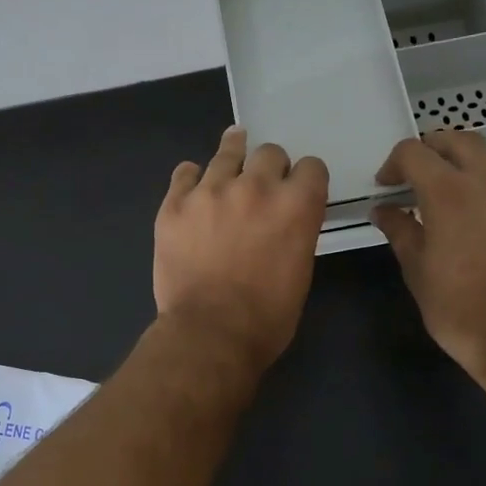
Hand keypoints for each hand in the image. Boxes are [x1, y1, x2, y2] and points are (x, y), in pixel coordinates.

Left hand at [155, 127, 328, 370]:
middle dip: (270, 167)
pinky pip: (185, 172)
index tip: (297, 188)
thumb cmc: (266, 317)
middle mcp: (256, 187)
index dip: (305, 179)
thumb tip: (284, 221)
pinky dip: (192, 179)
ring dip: (233, 156)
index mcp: (296, 205)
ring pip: (227, 152)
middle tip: (262, 187)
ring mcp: (210, 191)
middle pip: (270, 152)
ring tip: (231, 158)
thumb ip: (296, 232)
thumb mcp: (300, 271)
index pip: (311, 167)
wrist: (210, 334)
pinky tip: (194, 189)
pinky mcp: (174, 204)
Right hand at [369, 132, 485, 377]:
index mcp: (448, 191)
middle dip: (436, 149)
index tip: (389, 185)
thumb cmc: (460, 308)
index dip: (395, 163)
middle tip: (426, 173)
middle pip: (461, 140)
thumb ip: (399, 230)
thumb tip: (383, 209)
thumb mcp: (417, 270)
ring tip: (471, 191)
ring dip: (479, 166)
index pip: (414, 152)